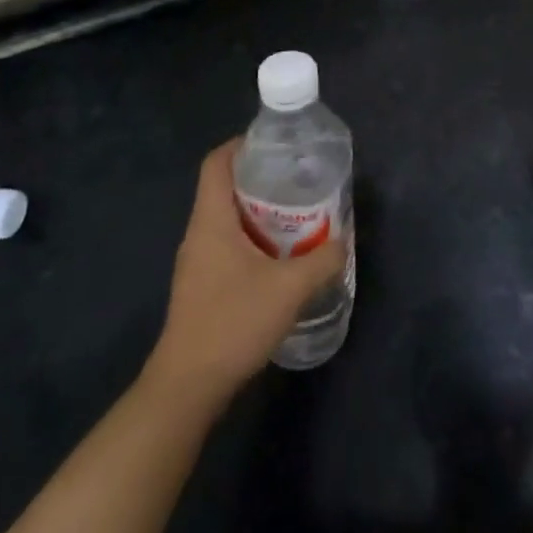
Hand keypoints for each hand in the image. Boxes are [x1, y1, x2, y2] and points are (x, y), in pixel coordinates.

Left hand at [146, 140, 346, 399]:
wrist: (188, 387)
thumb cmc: (233, 323)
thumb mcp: (290, 288)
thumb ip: (324, 259)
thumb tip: (344, 241)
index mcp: (211, 220)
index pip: (217, 163)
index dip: (243, 144)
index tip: (277, 144)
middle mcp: (200, 233)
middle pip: (226, 188)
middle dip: (263, 179)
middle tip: (301, 178)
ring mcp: (198, 262)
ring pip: (229, 219)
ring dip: (261, 212)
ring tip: (300, 214)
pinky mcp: (203, 286)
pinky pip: (230, 245)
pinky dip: (256, 239)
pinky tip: (283, 257)